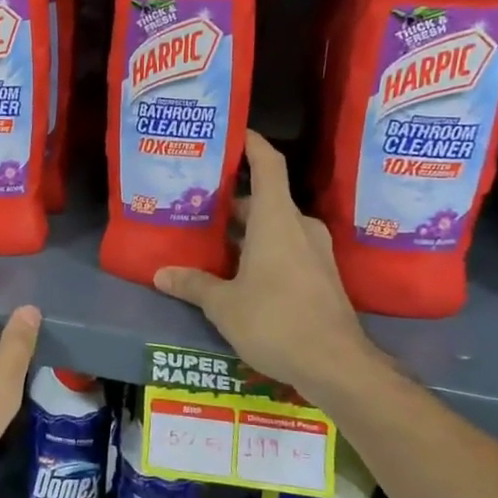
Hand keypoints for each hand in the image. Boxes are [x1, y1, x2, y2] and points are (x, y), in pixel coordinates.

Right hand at [154, 132, 381, 395]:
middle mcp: (299, 227)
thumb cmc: (275, 321)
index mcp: (276, 220)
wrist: (336, 365)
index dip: (251, 143)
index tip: (232, 132)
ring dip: (246, 230)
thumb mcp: (224, 305)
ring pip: (275, 226)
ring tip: (211, 238)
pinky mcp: (322, 275)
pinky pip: (287, 248)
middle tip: (198, 202)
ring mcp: (315, 251)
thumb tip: (161, 274)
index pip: (267, 164)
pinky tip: (238, 271)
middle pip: (264, 199)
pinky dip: (262, 249)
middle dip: (232, 200)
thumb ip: (193, 284)